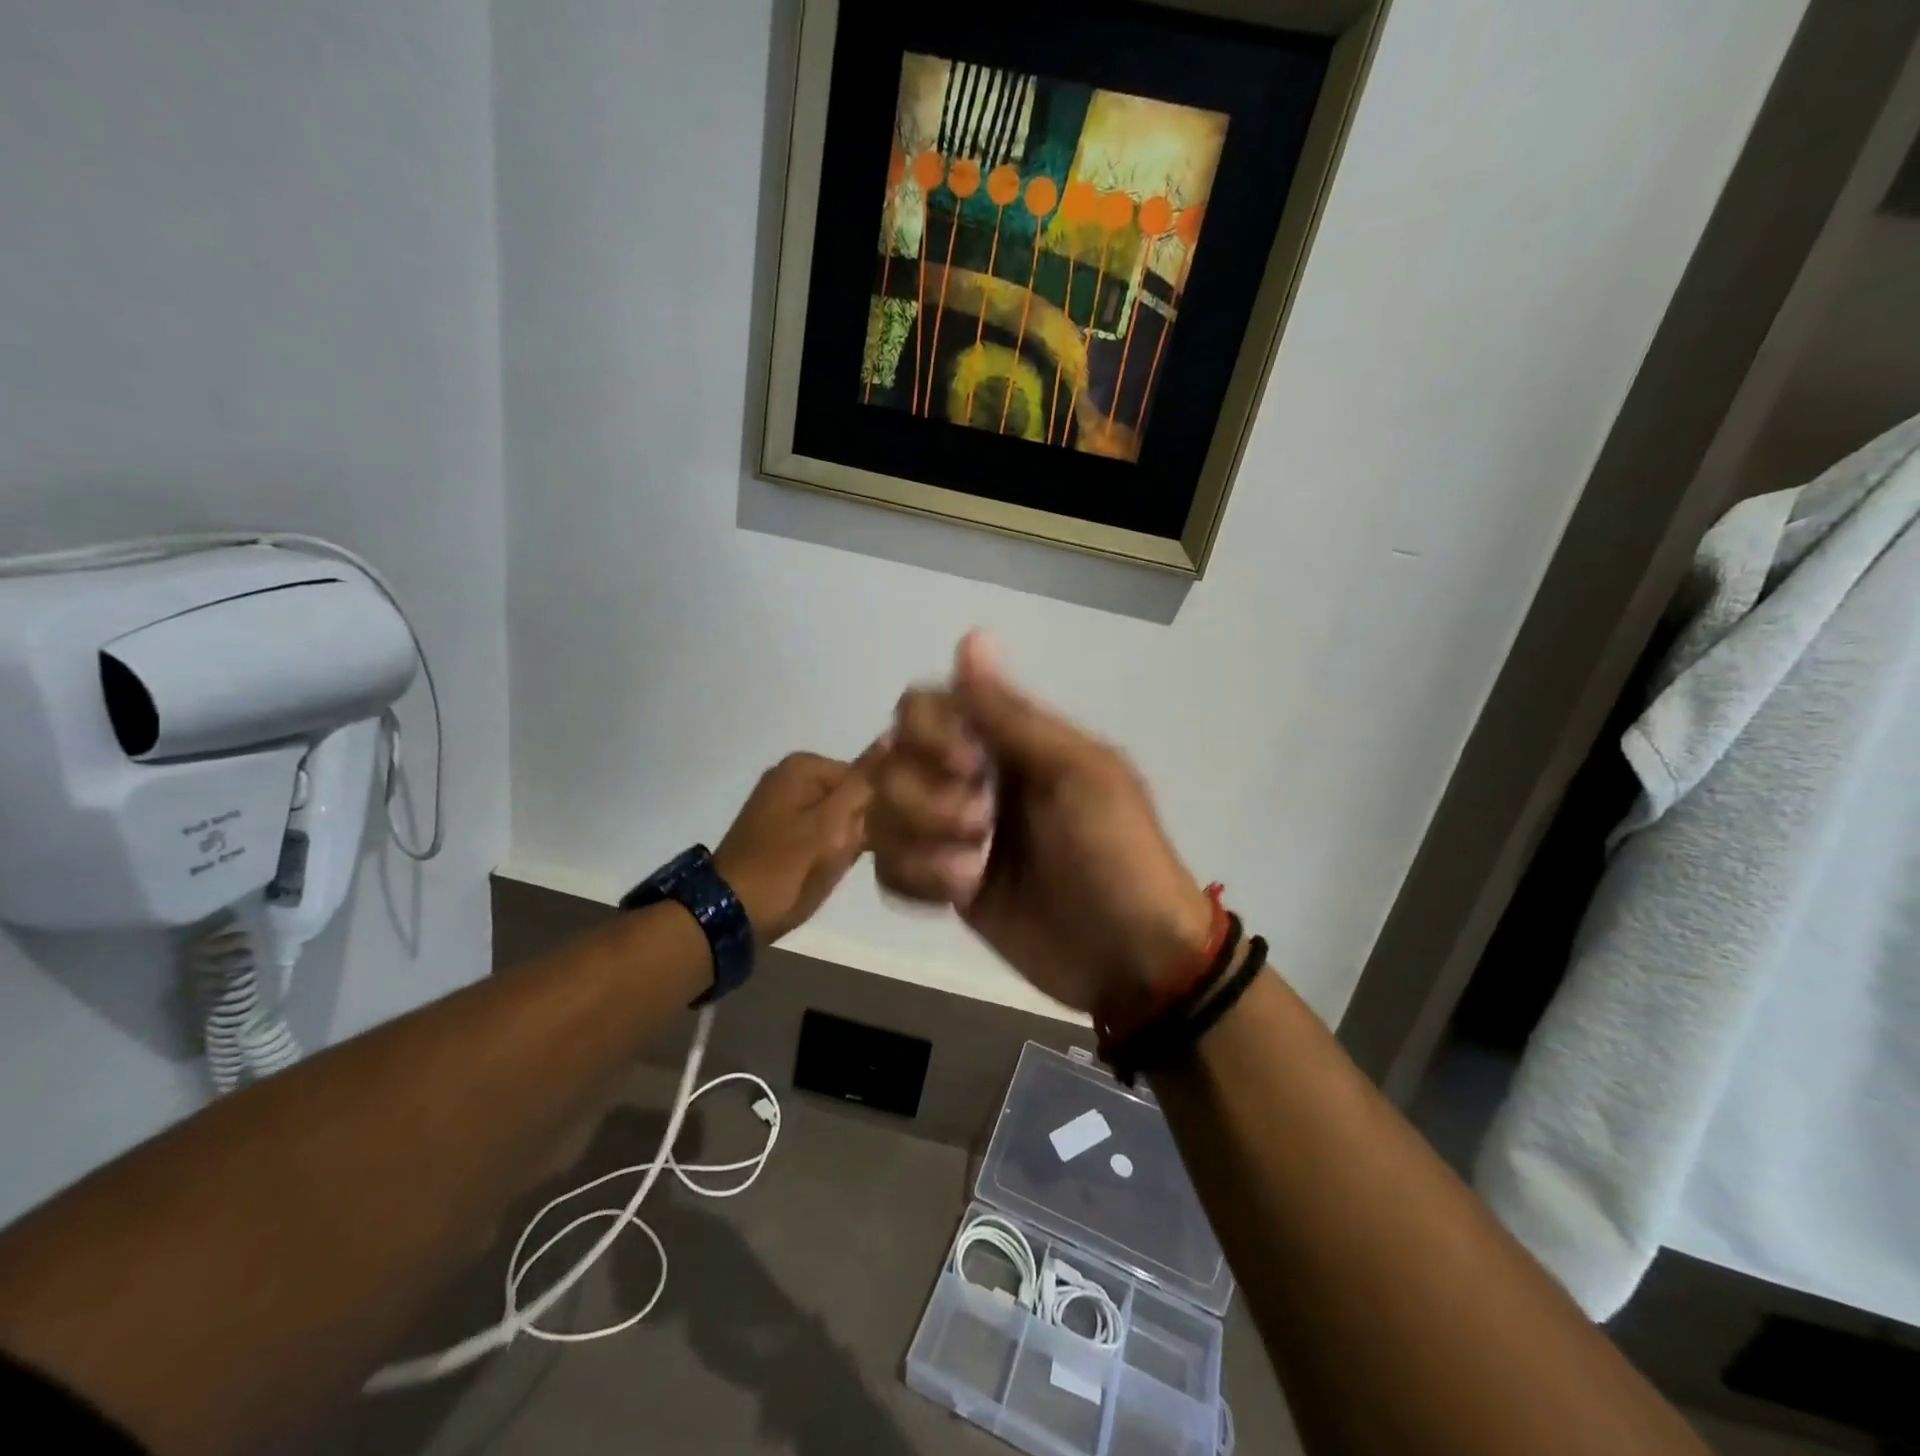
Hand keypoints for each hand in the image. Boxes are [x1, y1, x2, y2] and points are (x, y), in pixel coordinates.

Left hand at [714, 750, 873, 944]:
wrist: (729, 914)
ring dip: (849, 840)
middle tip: (858, 856)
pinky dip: (830, 848)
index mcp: (804, 766)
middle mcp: (791, 775)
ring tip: (840, 865)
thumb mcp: (833, 825)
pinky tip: (827, 870)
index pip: (870, 778)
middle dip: (864, 825)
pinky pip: (821, 831)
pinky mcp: (778, 831)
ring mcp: (782, 804)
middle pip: (854, 796)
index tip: (883, 839)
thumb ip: (865, 783)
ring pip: (840, 817)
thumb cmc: (787, 868)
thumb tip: (892, 735)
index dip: (882, 809)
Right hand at [869, 633, 1213, 1014]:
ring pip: (883, 813)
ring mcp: (952, 834)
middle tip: (981, 826)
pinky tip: (958, 895)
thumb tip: (971, 637)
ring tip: (972, 873)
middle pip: (892, 758)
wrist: (1131, 959)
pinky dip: (915, 879)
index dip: (931, 732)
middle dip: (927, 797)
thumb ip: (1014, 715)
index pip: (927, 705)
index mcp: (1006, 742)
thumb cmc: (1118, 855)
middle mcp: (969, 778)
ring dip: (922, 842)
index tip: (970, 765)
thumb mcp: (1079, 775)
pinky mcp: (942, 885)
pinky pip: (890, 868)